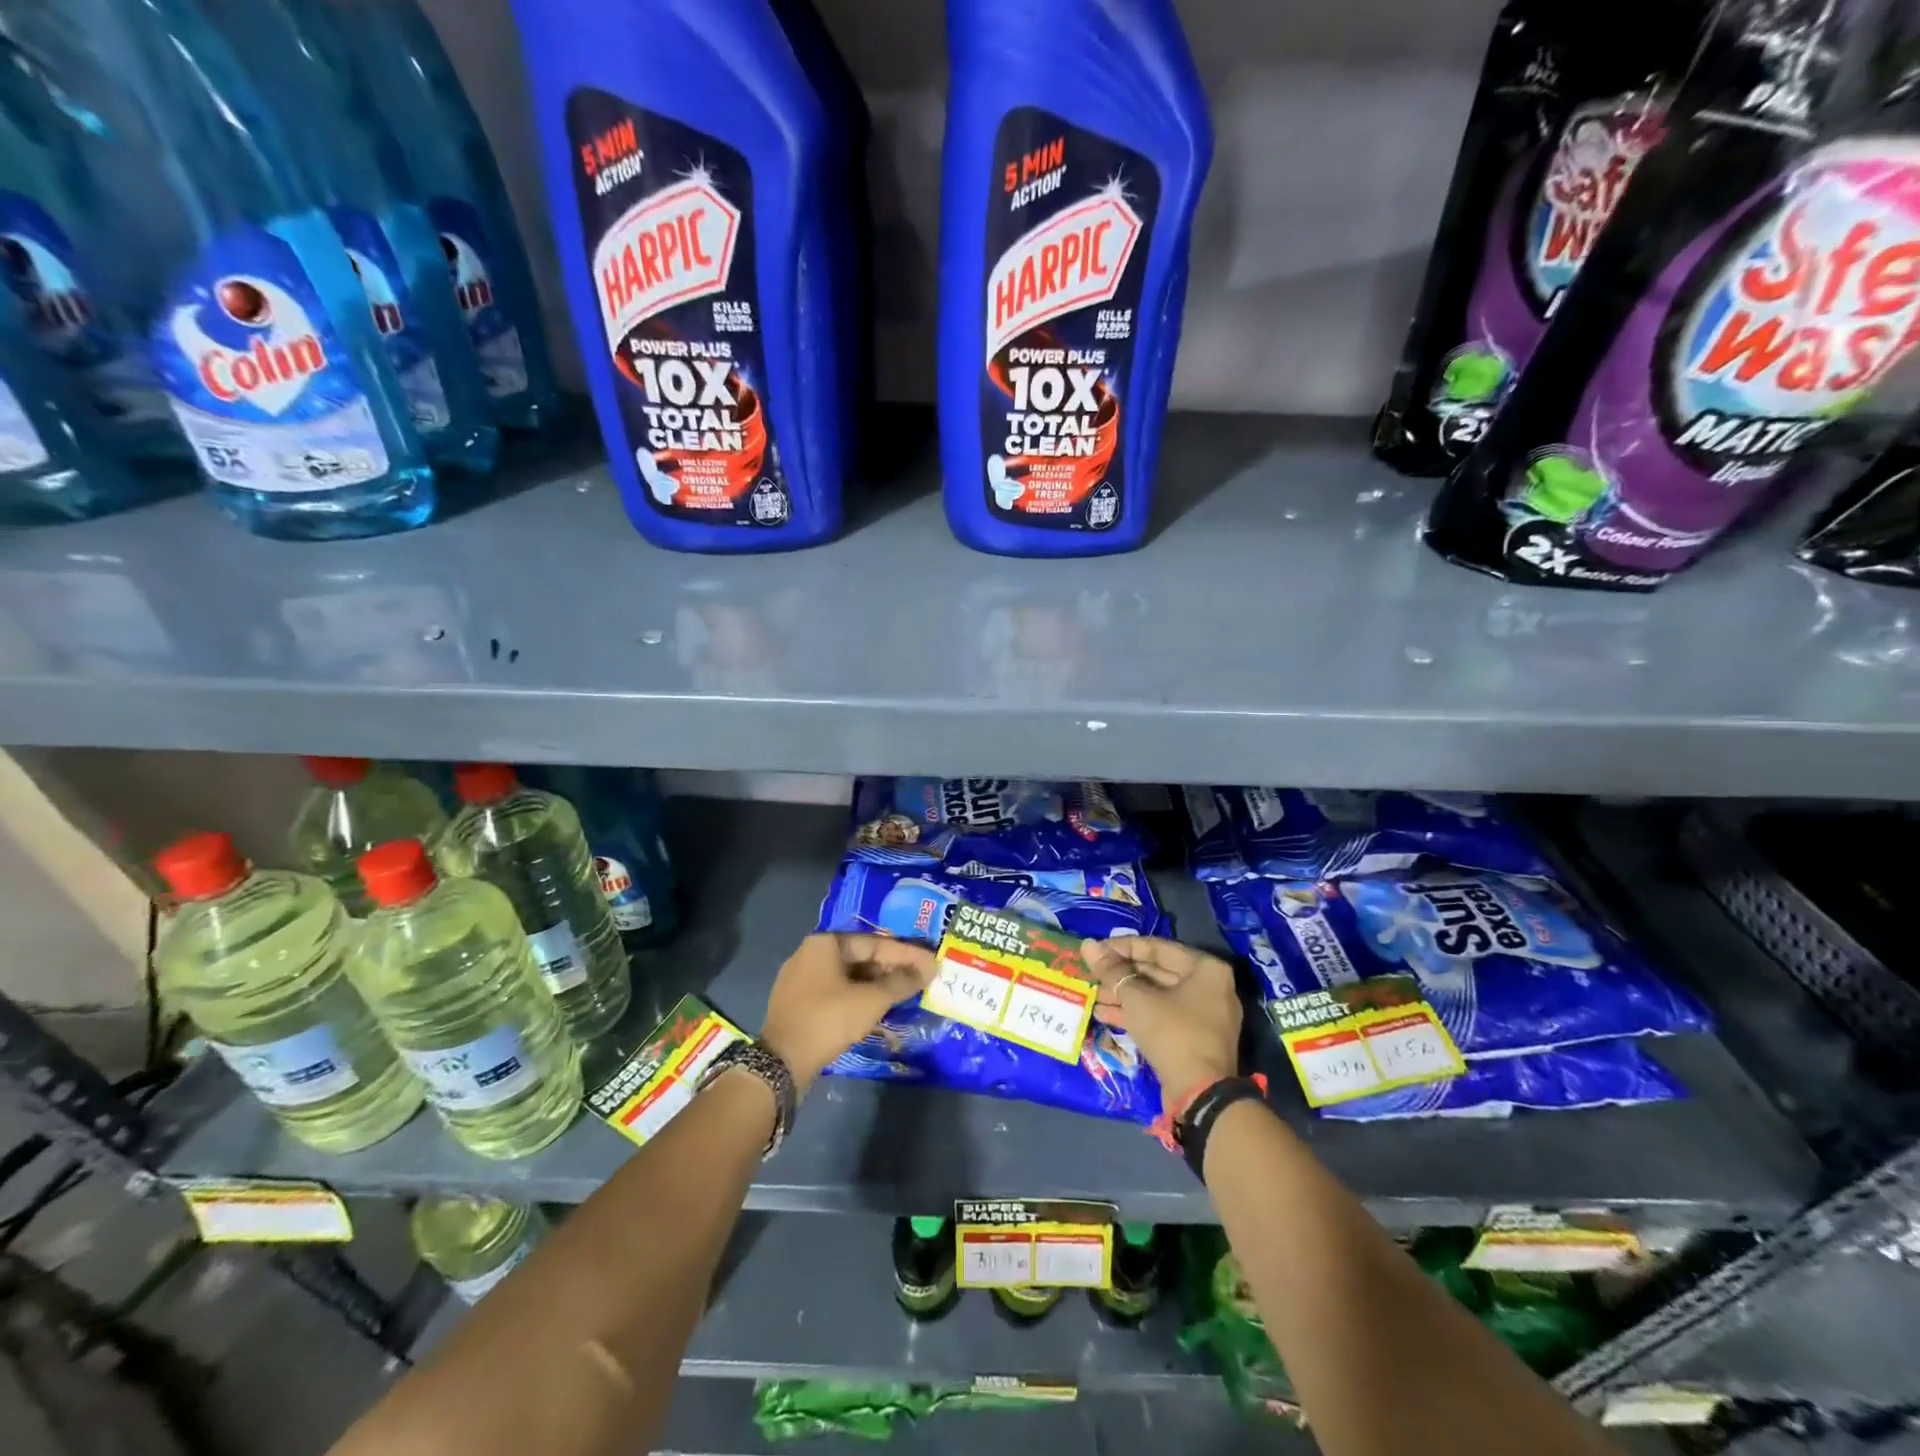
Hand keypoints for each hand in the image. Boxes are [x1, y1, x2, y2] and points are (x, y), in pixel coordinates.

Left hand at [760, 933, 937, 1091]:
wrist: (781, 1063)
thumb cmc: (828, 1020)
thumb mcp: (871, 1001)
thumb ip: (901, 982)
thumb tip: (928, 970)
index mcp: (825, 943)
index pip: (875, 943)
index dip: (906, 954)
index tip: (931, 963)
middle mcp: (810, 954)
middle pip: (861, 957)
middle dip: (892, 969)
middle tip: (920, 979)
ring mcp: (801, 979)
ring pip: (849, 976)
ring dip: (877, 985)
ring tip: (904, 994)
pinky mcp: (799, 1003)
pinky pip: (837, 992)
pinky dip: (859, 997)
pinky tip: (878, 1008)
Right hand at [1081, 937, 1241, 1100]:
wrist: (1200, 1096)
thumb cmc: (1172, 1033)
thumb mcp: (1137, 998)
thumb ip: (1112, 970)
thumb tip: (1088, 945)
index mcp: (1205, 968)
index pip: (1156, 947)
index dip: (1121, 947)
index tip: (1095, 951)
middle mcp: (1209, 986)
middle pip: (1156, 971)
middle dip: (1121, 975)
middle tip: (1091, 974)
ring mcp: (1203, 1014)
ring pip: (1156, 996)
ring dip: (1123, 995)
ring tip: (1092, 995)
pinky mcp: (1194, 1038)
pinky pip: (1162, 1016)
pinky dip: (1136, 1013)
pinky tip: (1104, 1014)